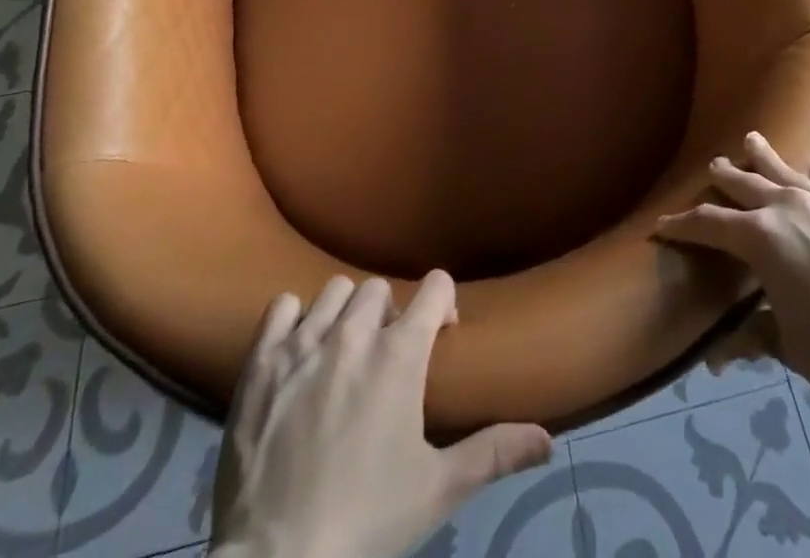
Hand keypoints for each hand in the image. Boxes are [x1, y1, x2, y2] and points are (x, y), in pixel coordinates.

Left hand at [208, 271, 552, 557]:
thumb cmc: (366, 524)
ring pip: (334, 292)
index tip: (440, 335)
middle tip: (387, 359)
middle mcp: (354, 333)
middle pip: (380, 288)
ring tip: (343, 355)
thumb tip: (549, 440)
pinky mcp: (260, 362)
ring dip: (345, 315)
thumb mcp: (437, 491)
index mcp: (400, 354)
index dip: (442, 304)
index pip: (435, 285)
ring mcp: (303, 343)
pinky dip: (293, 321)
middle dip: (391, 314)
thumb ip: (494, 453)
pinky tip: (298, 354)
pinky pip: (282, 307)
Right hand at [657, 131, 809, 407]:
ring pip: (783, 170)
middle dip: (724, 177)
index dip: (683, 225)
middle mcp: (786, 208)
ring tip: (750, 139)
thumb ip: (752, 337)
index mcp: (760, 238)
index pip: (709, 224)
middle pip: (744, 183)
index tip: (662, 224)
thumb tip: (715, 360)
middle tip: (712, 168)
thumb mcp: (788, 345)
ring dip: (763, 156)